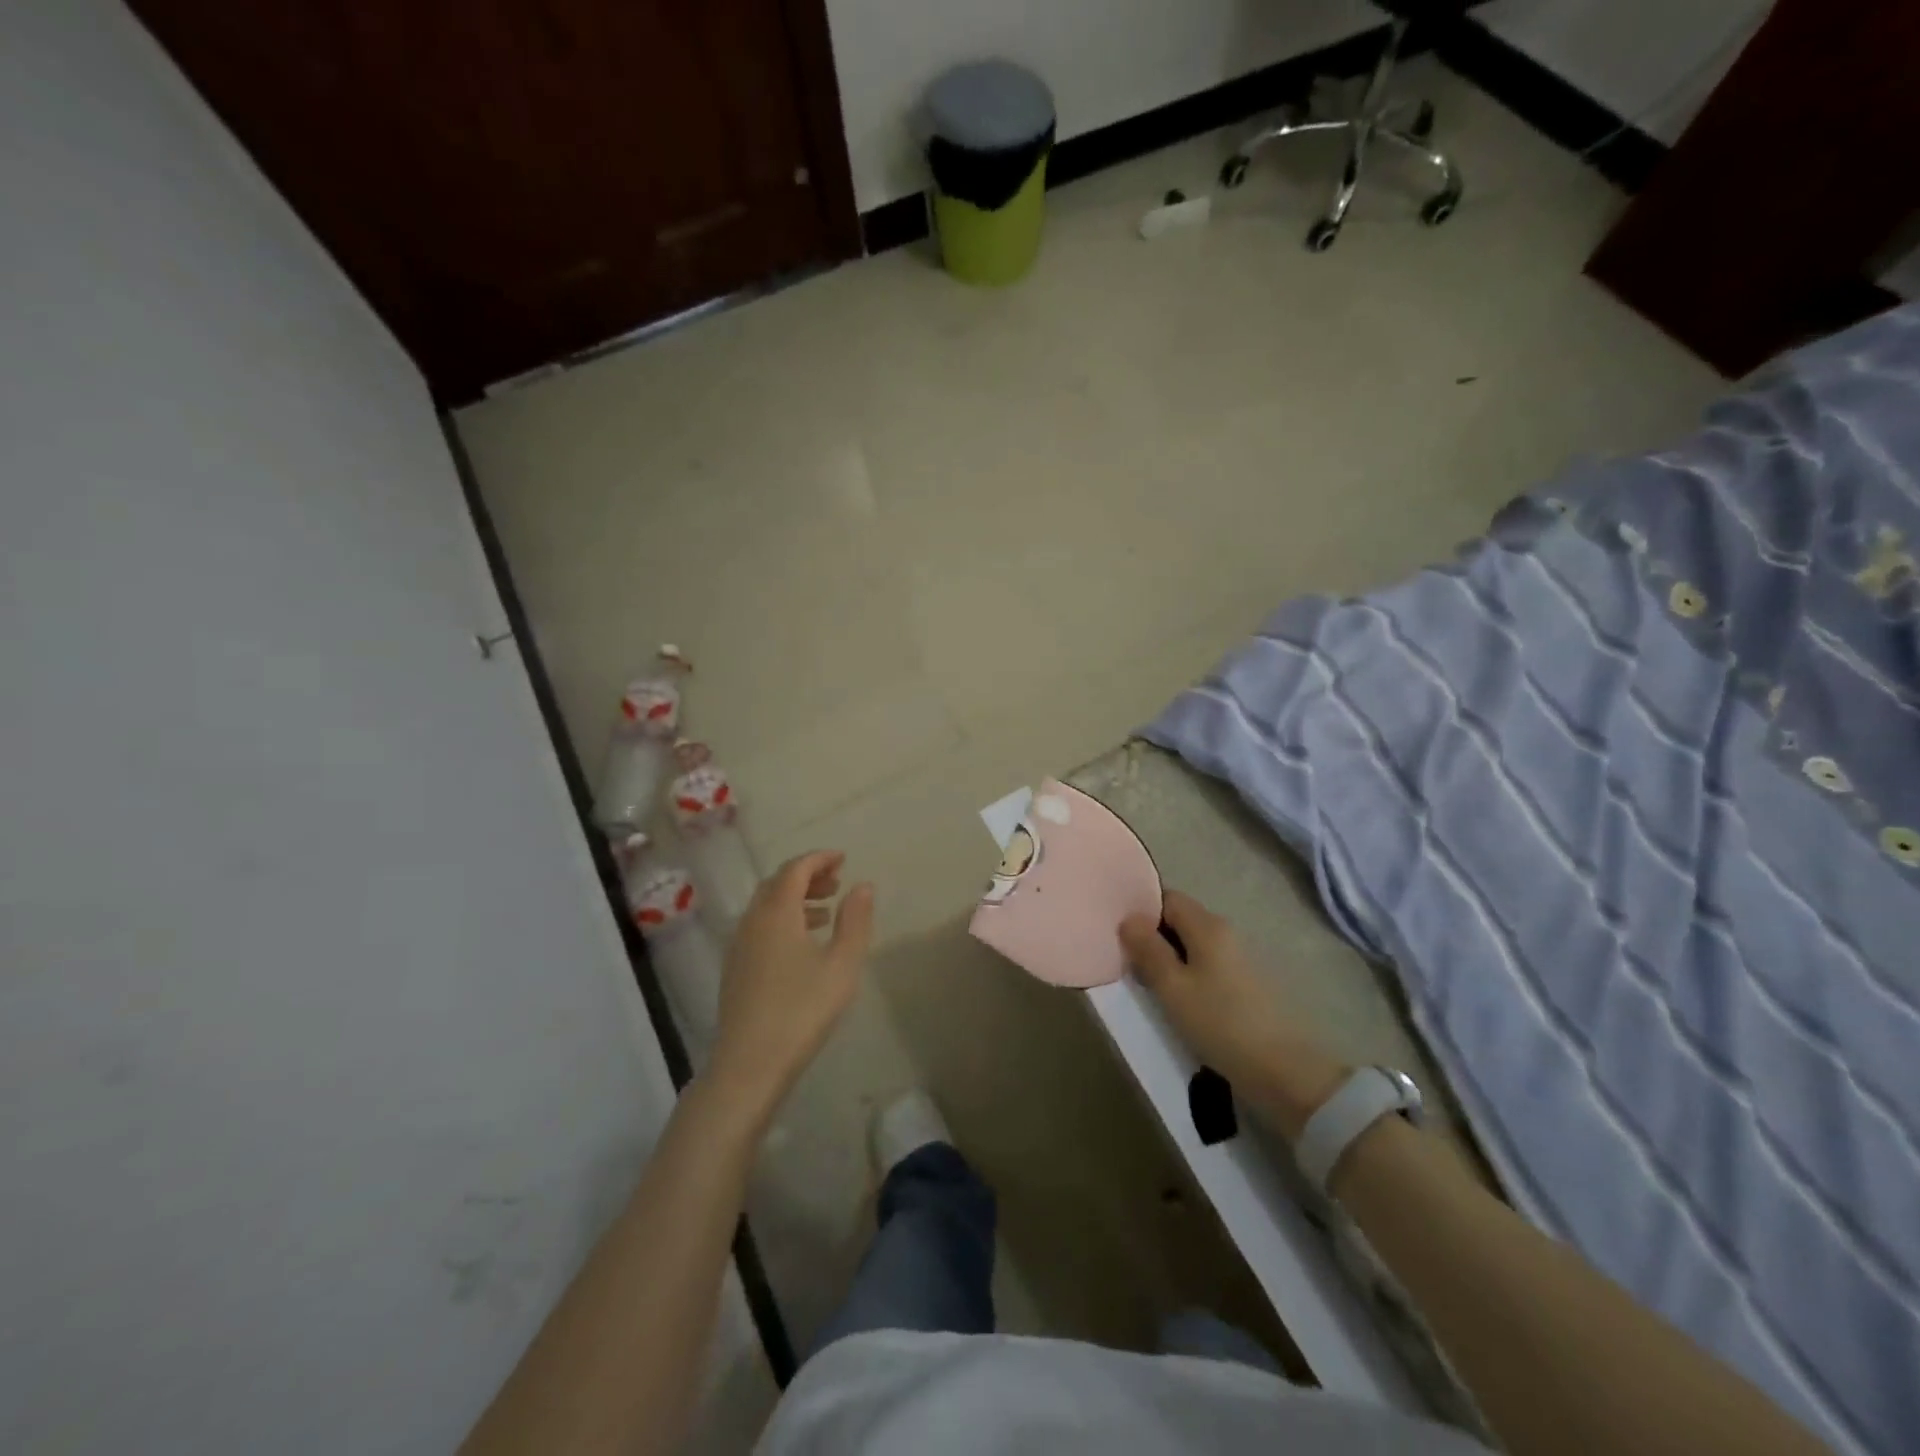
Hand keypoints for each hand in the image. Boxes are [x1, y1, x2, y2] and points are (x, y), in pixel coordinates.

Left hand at [705, 850, 874, 1120]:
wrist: (749, 1064)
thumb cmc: (802, 1010)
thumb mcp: (842, 964)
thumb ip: (854, 921)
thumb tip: (862, 885)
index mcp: (776, 912)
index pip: (795, 869)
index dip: (819, 859)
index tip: (843, 858)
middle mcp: (752, 920)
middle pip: (777, 883)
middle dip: (807, 876)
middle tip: (837, 882)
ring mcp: (739, 945)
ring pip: (766, 906)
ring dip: (795, 898)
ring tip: (826, 911)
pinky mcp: (735, 968)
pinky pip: (760, 926)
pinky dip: (782, 919)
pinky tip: (802, 944)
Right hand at [1119, 890, 1347, 1138]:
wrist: (1286, 1072)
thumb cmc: (1221, 1023)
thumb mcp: (1173, 988)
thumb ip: (1148, 950)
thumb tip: (1129, 918)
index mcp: (1208, 926)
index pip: (1167, 898)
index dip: (1142, 911)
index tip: (1121, 935)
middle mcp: (1226, 933)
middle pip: (1180, 920)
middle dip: (1153, 937)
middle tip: (1129, 964)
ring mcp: (1239, 959)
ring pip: (1193, 946)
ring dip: (1170, 959)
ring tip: (1149, 986)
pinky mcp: (1247, 985)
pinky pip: (1207, 967)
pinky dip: (1188, 976)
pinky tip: (1179, 1001)